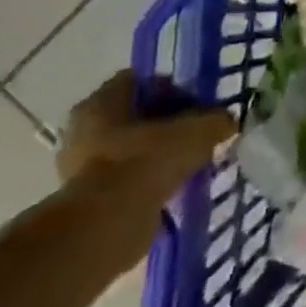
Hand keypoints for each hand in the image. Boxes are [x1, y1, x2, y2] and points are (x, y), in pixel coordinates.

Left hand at [57, 71, 236, 266]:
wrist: (108, 225)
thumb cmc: (148, 161)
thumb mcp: (200, 130)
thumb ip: (217, 120)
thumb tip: (226, 122)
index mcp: (101, 101)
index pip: (142, 81)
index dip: (175, 88)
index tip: (199, 106)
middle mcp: (83, 129)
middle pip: (136, 116)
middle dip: (168, 124)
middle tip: (197, 134)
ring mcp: (80, 167)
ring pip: (132, 149)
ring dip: (159, 155)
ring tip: (190, 163)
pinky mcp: (86, 199)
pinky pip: (127, 179)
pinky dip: (149, 181)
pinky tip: (174, 187)